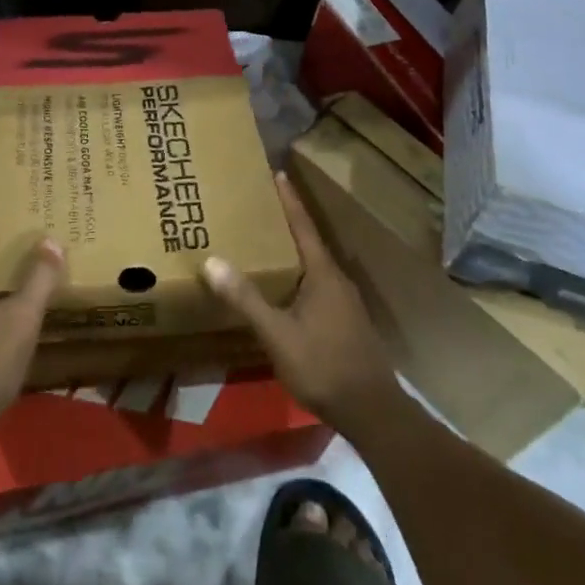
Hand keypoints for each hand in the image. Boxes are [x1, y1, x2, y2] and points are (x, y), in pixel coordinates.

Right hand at [202, 173, 404, 436]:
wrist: (372, 411)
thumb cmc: (324, 366)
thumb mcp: (278, 334)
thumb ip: (246, 299)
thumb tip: (212, 261)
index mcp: (323, 274)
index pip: (302, 226)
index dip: (289, 200)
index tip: (277, 173)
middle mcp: (336, 280)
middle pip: (308, 242)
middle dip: (285, 222)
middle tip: (258, 206)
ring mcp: (344, 302)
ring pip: (313, 265)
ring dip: (291, 250)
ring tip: (264, 243)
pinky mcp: (344, 321)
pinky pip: (316, 285)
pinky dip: (296, 274)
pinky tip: (282, 288)